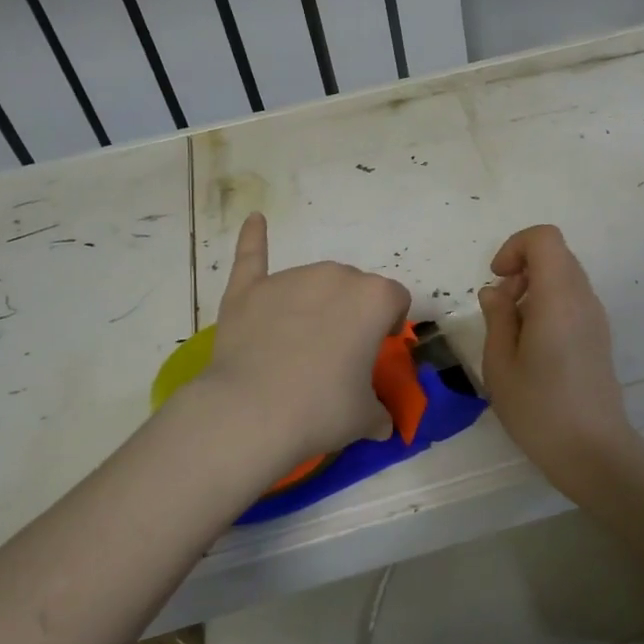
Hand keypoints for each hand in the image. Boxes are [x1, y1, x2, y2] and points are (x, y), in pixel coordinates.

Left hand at [202, 213, 411, 470]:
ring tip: (296, 344)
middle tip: (336, 354)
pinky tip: (255, 220)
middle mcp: (336, 276)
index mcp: (374, 299)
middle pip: (354, 287)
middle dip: (350, 313)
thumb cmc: (321, 410)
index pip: (395, 300)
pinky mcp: (249, 289)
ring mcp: (289, 279)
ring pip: (313, 281)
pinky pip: (253, 255)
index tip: (375, 350)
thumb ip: (379, 411)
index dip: (388, 324)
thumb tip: (382, 423)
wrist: (252, 413)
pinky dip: (254, 238)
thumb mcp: (365, 417)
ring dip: (314, 302)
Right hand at [478, 225, 636, 488]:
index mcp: (558, 297)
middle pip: (555, 255)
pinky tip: (533, 346)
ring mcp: (596, 317)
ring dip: (534, 288)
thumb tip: (496, 291)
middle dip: (522, 268)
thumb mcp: (500, 363)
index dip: (515, 247)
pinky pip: (572, 300)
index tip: (498, 280)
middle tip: (501, 308)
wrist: (593, 451)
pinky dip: (549, 306)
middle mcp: (583, 298)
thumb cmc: (539, 409)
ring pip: (564, 277)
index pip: (544, 238)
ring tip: (514, 331)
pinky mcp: (599, 336)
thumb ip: (497, 317)